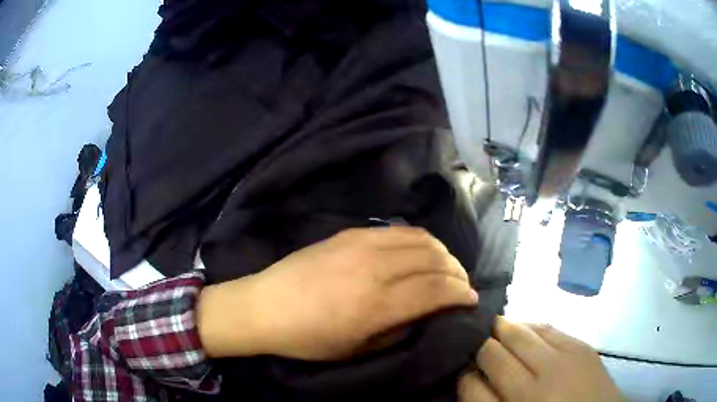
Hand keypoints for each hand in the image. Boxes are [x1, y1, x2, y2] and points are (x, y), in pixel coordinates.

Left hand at [198, 227, 477, 359]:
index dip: (462, 294)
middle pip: (436, 259)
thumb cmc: (309, 338)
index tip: (471, 301)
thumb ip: (400, 329)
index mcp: (378, 304)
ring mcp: (362, 244)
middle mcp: (376, 267)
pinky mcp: (351, 233)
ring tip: (446, 268)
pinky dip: (420, 240)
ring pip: (422, 239)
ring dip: (442, 253)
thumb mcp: (357, 349)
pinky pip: (399, 230)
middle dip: (458, 273)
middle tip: (461, 286)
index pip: (438, 289)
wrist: (265, 305)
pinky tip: (420, 253)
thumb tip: (429, 313)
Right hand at [458, 317, 623, 401]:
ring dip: (503, 328)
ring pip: (518, 333)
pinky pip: (546, 327)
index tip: (464, 368)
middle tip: (475, 341)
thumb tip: (472, 375)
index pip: (471, 385)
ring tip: (495, 328)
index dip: (464, 374)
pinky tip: (524, 327)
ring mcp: (560, 363)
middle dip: (480, 344)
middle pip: (493, 354)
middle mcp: (534, 388)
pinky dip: (529, 324)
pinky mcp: (580, 346)